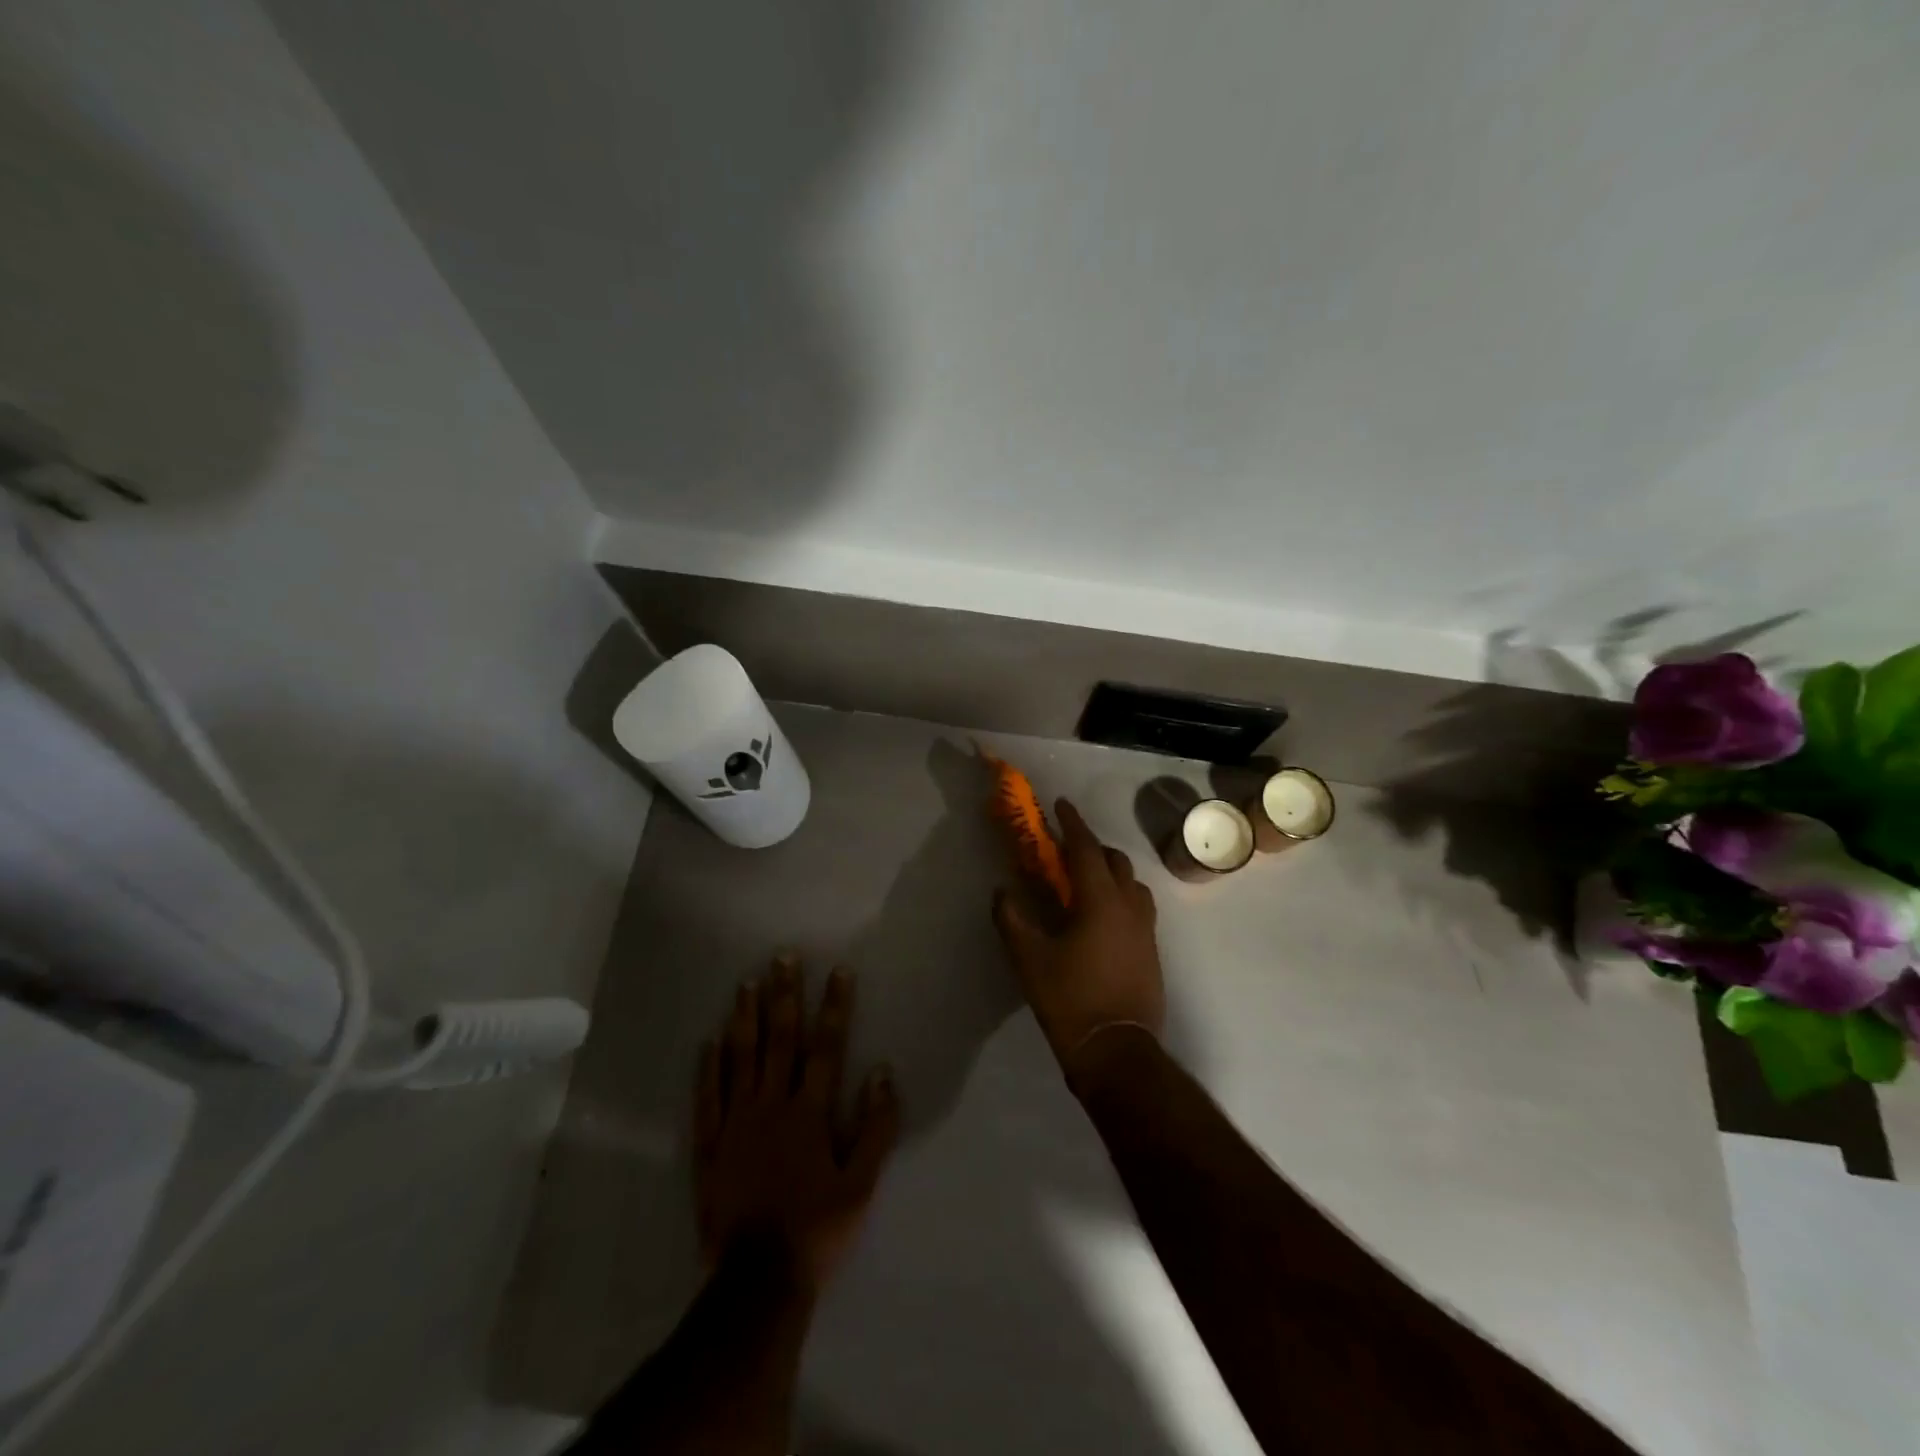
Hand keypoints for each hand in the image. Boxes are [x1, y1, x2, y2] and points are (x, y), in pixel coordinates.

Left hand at [694, 959, 898, 1293]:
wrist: (757, 1281)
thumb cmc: (817, 1229)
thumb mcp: (861, 1184)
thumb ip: (875, 1126)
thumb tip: (883, 1072)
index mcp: (810, 1112)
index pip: (826, 1047)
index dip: (835, 1007)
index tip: (839, 971)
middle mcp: (772, 1105)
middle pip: (780, 1040)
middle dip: (785, 996)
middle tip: (782, 957)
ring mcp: (736, 1123)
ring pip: (741, 1059)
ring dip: (745, 1018)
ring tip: (746, 983)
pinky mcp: (709, 1146)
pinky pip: (707, 1097)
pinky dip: (708, 1067)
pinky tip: (708, 1040)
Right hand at [992, 798, 1164, 1088]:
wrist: (1116, 1050)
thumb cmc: (1070, 999)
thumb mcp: (1029, 959)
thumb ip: (1012, 919)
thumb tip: (1002, 893)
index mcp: (1101, 901)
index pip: (1086, 849)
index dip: (1072, 823)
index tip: (1061, 804)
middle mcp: (1130, 906)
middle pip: (1115, 861)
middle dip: (1091, 846)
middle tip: (1066, 848)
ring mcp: (1146, 929)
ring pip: (1132, 883)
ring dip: (1110, 871)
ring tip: (1086, 880)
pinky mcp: (1152, 951)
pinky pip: (1138, 906)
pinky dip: (1120, 895)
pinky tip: (1102, 915)